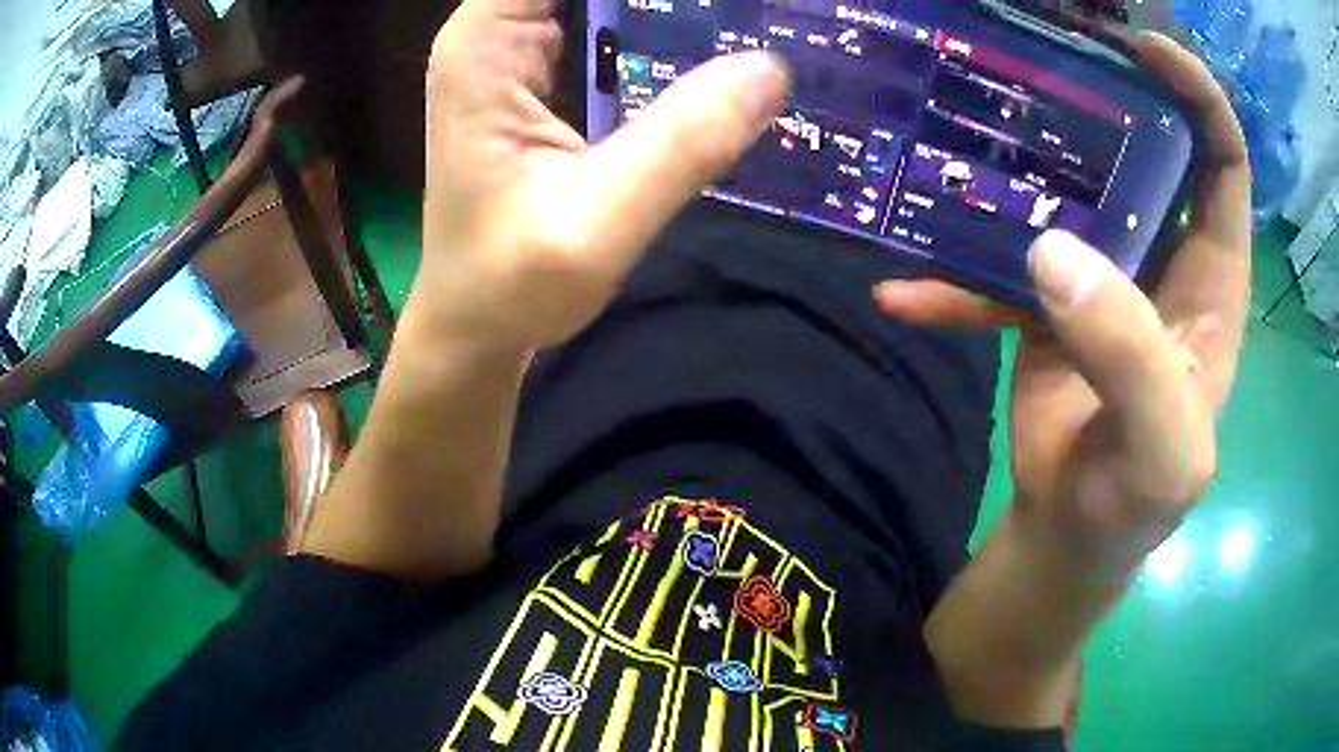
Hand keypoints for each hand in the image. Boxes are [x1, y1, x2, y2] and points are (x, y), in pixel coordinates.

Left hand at [415, 0, 790, 349]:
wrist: (475, 323)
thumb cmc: (509, 285)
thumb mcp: (597, 223)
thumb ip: (680, 143)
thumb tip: (772, 68)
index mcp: (486, 42)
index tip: (716, 3)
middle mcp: (497, 30)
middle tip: (760, 10)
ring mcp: (522, 49)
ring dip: (670, 8)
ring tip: (746, 21)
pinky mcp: (547, 73)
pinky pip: (611, 24)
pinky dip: (662, 26)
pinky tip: (713, 44)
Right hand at [874, 33, 1251, 563]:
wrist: (1074, 532)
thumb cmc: (1138, 499)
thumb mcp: (1161, 451)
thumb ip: (1131, 356)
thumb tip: (1053, 252)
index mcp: (1211, 276)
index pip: (1222, 160)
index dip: (1197, 96)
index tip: (1145, 50)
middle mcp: (1161, 255)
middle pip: (1138, 147)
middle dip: (1096, 95)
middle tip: (1034, 54)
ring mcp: (1101, 271)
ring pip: (1063, 189)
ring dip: (1010, 170)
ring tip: (951, 142)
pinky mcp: (1044, 298)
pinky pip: (995, 270)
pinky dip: (950, 283)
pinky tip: (902, 295)